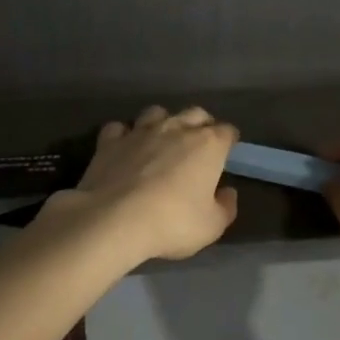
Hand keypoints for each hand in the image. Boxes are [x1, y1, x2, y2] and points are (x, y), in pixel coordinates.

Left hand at [46, 105, 239, 262]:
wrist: (115, 219)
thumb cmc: (172, 222)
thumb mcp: (211, 226)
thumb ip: (225, 207)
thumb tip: (228, 192)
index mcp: (207, 145)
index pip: (227, 131)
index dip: (229, 140)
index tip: (228, 152)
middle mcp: (176, 128)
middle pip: (195, 113)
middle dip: (201, 124)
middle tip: (199, 143)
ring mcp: (140, 131)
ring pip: (156, 112)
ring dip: (162, 122)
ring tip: (161, 140)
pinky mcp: (110, 140)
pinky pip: (119, 128)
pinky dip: (123, 135)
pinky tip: (124, 148)